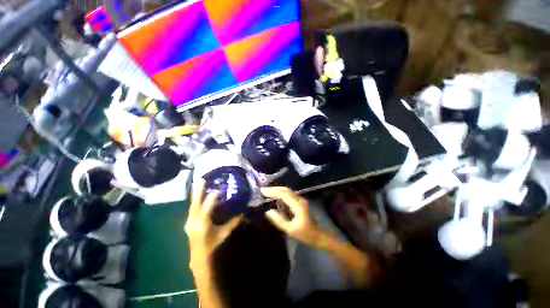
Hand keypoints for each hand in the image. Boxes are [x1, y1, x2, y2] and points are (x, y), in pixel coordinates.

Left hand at [185, 180, 241, 264]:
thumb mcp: (225, 234)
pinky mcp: (189, 224)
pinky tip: (198, 198)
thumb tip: (243, 213)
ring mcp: (189, 223)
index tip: (219, 189)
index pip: (208, 205)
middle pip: (195, 203)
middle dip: (198, 191)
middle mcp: (193, 221)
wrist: (200, 261)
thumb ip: (234, 222)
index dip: (213, 196)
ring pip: (192, 206)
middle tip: (200, 179)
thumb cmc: (213, 248)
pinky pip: (192, 210)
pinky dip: (196, 202)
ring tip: (198, 185)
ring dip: (196, 195)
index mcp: (203, 223)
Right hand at [261, 187, 322, 246]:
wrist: (319, 236)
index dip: (272, 191)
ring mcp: (301, 200)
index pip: (283, 194)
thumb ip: (279, 220)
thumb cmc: (305, 234)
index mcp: (298, 205)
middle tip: (263, 190)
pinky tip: (276, 196)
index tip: (263, 191)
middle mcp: (299, 199)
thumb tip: (268, 211)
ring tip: (267, 192)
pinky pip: (289, 194)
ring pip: (288, 191)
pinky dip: (281, 193)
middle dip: (274, 189)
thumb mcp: (291, 230)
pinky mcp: (300, 202)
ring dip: (277, 190)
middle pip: (285, 190)